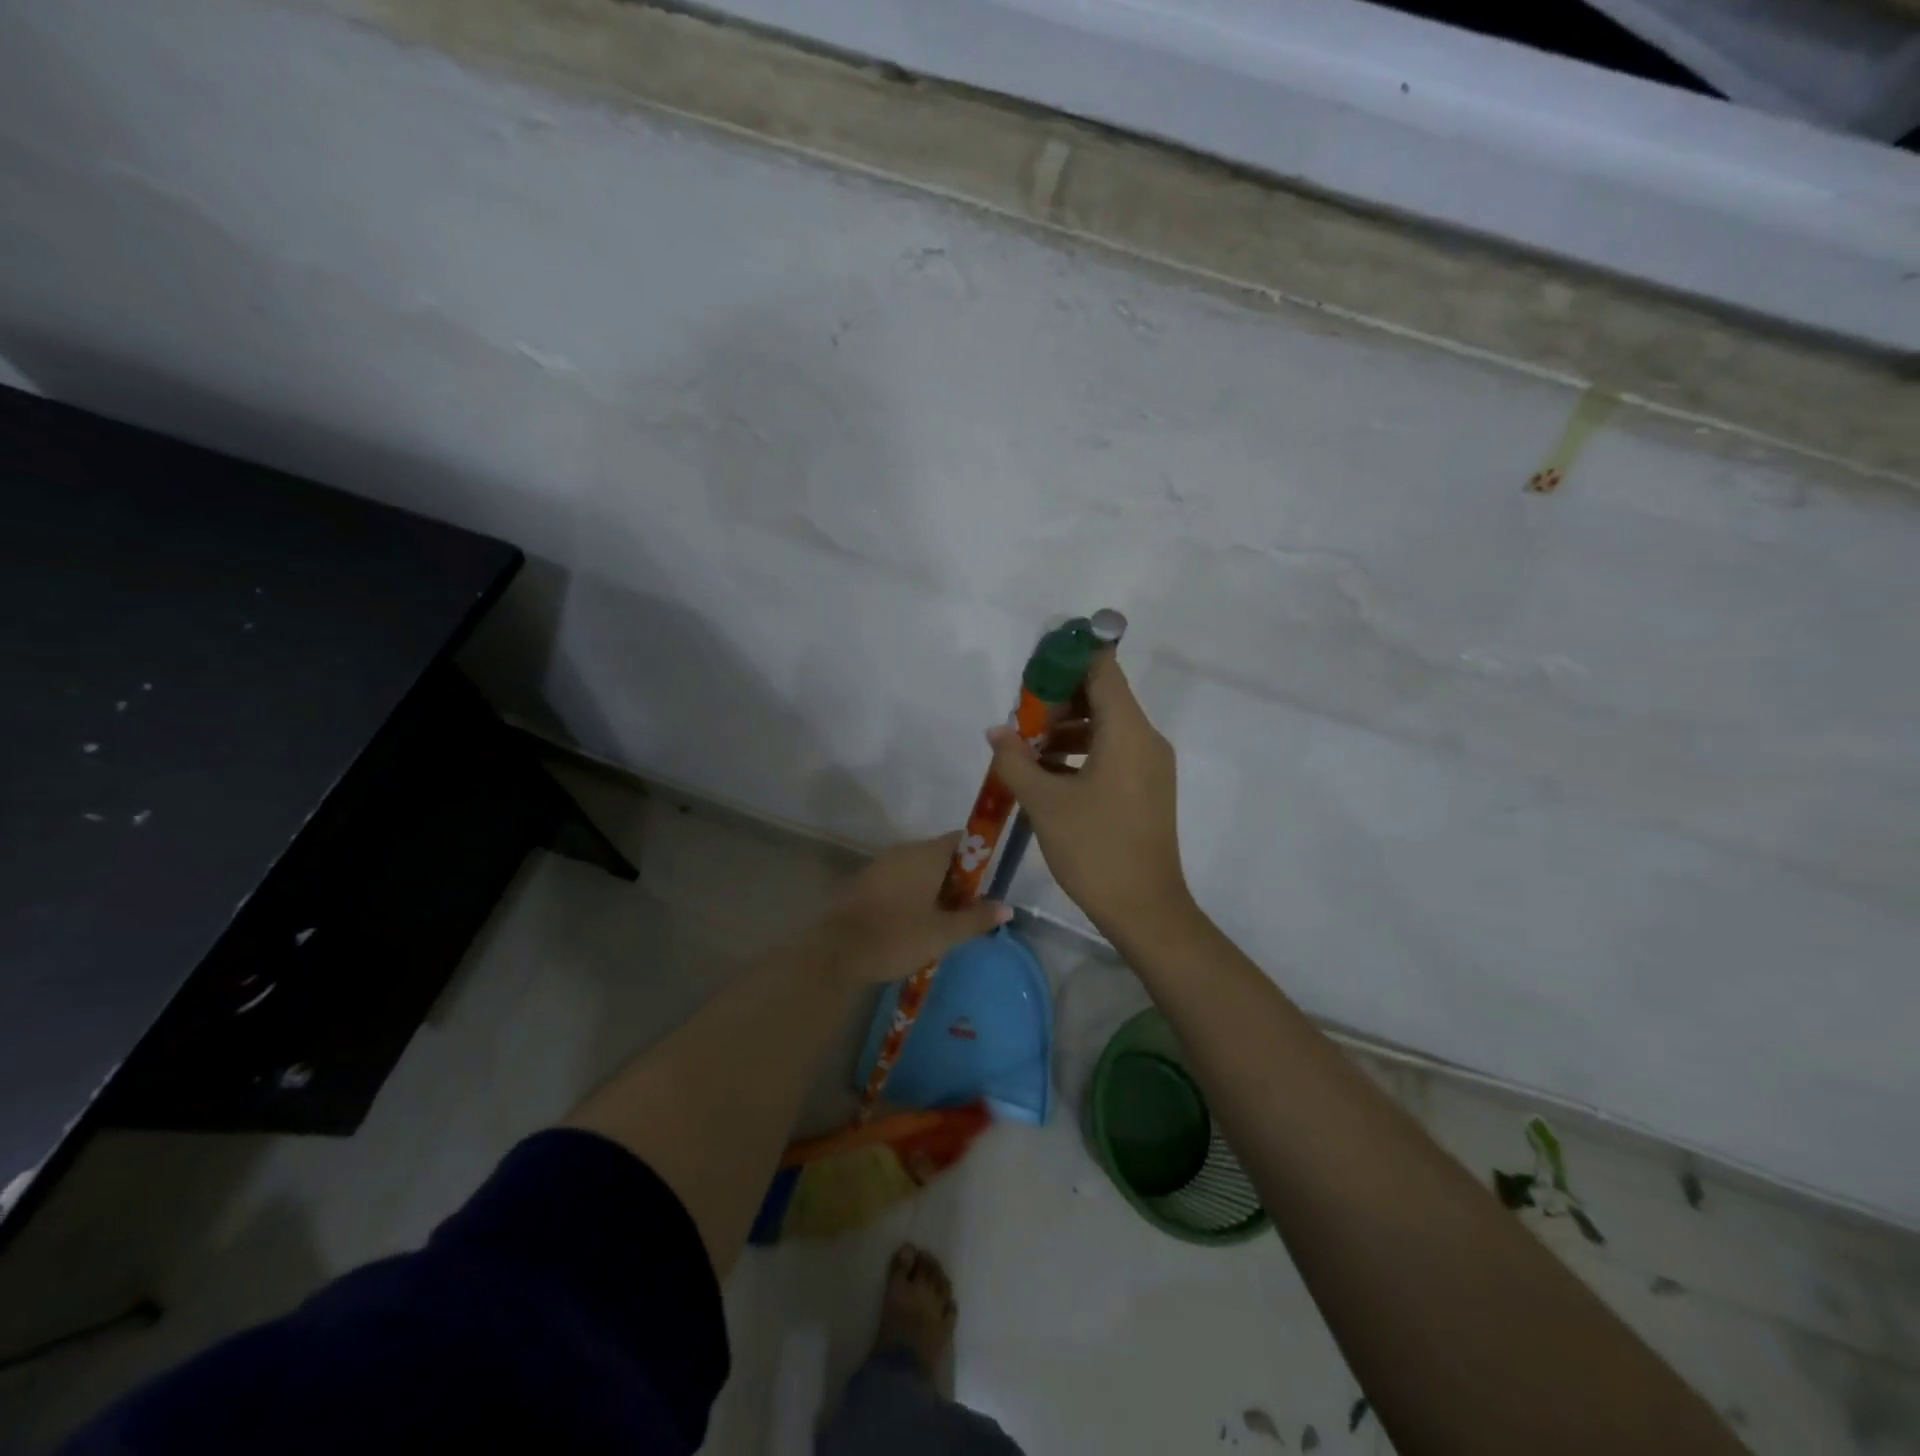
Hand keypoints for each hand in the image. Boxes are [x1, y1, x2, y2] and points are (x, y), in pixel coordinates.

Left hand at [819, 834, 1009, 985]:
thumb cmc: (896, 937)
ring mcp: (880, 864)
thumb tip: (1007, 908)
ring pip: (917, 868)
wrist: (837, 952)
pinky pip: (898, 879)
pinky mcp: (864, 881)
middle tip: (968, 909)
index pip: (961, 840)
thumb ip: (976, 918)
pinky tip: (914, 921)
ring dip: (933, 887)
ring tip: (943, 919)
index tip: (986, 883)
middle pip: (940, 854)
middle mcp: (903, 851)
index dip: (978, 857)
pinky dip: (911, 893)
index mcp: (925, 854)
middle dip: (957, 878)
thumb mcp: (943, 933)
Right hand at [986, 651, 1193, 943]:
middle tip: (1020, 719)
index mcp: (1127, 731)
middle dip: (1058, 700)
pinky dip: (1083, 753)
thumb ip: (1016, 760)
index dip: (1067, 660)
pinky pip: (1114, 752)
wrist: (1145, 909)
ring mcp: (1151, 765)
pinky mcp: (1148, 788)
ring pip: (1107, 727)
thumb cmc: (1094, 848)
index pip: (1102, 669)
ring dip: (1067, 730)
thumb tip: (996, 732)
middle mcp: (1146, 739)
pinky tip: (1049, 775)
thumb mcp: (1045, 803)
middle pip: (1103, 696)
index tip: (1033, 669)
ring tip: (1027, 751)